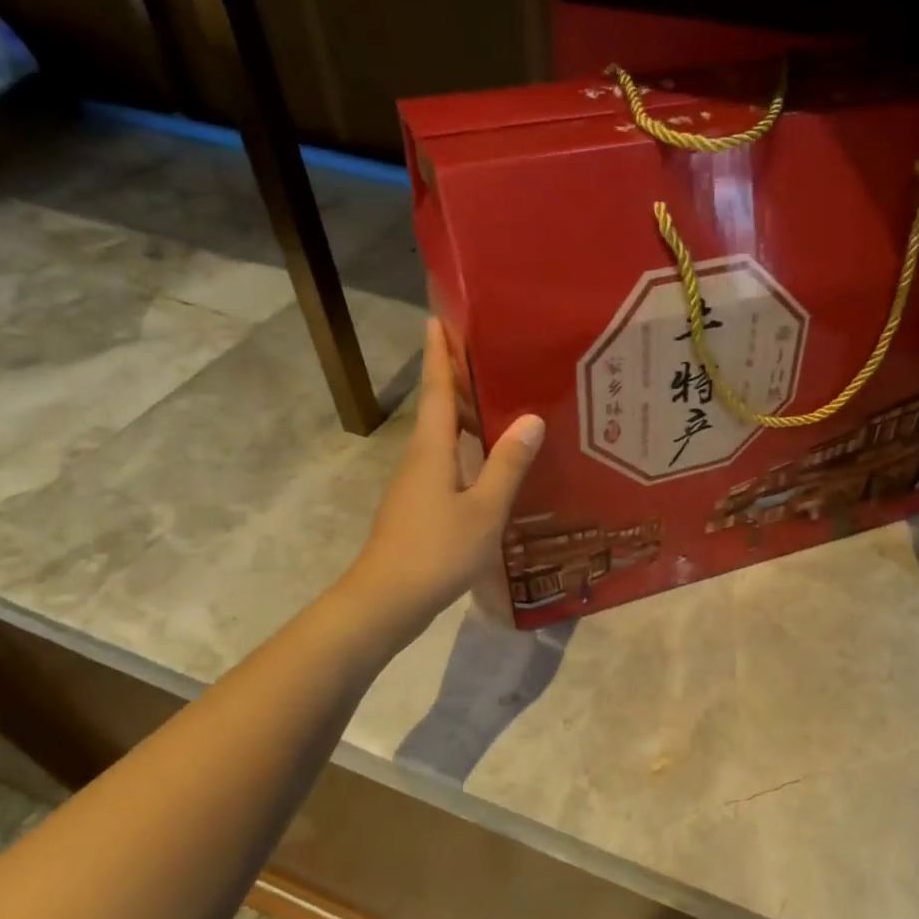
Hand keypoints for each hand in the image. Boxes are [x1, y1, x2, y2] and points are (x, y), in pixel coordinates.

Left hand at [349, 319, 543, 628]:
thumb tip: (531, 418)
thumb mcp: (484, 509)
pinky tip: (490, 464)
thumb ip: (507, 465)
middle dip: (457, 380)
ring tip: (499, 404)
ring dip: (465, 418)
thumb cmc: (437, 551)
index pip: (437, 390)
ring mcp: (416, 485)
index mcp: (432, 450)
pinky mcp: (419, 508)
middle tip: (490, 357)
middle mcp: (420, 459)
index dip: (439, 354)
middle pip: (438, 410)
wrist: (387, 600)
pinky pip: (446, 465)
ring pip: (442, 439)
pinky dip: (467, 451)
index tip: (439, 318)